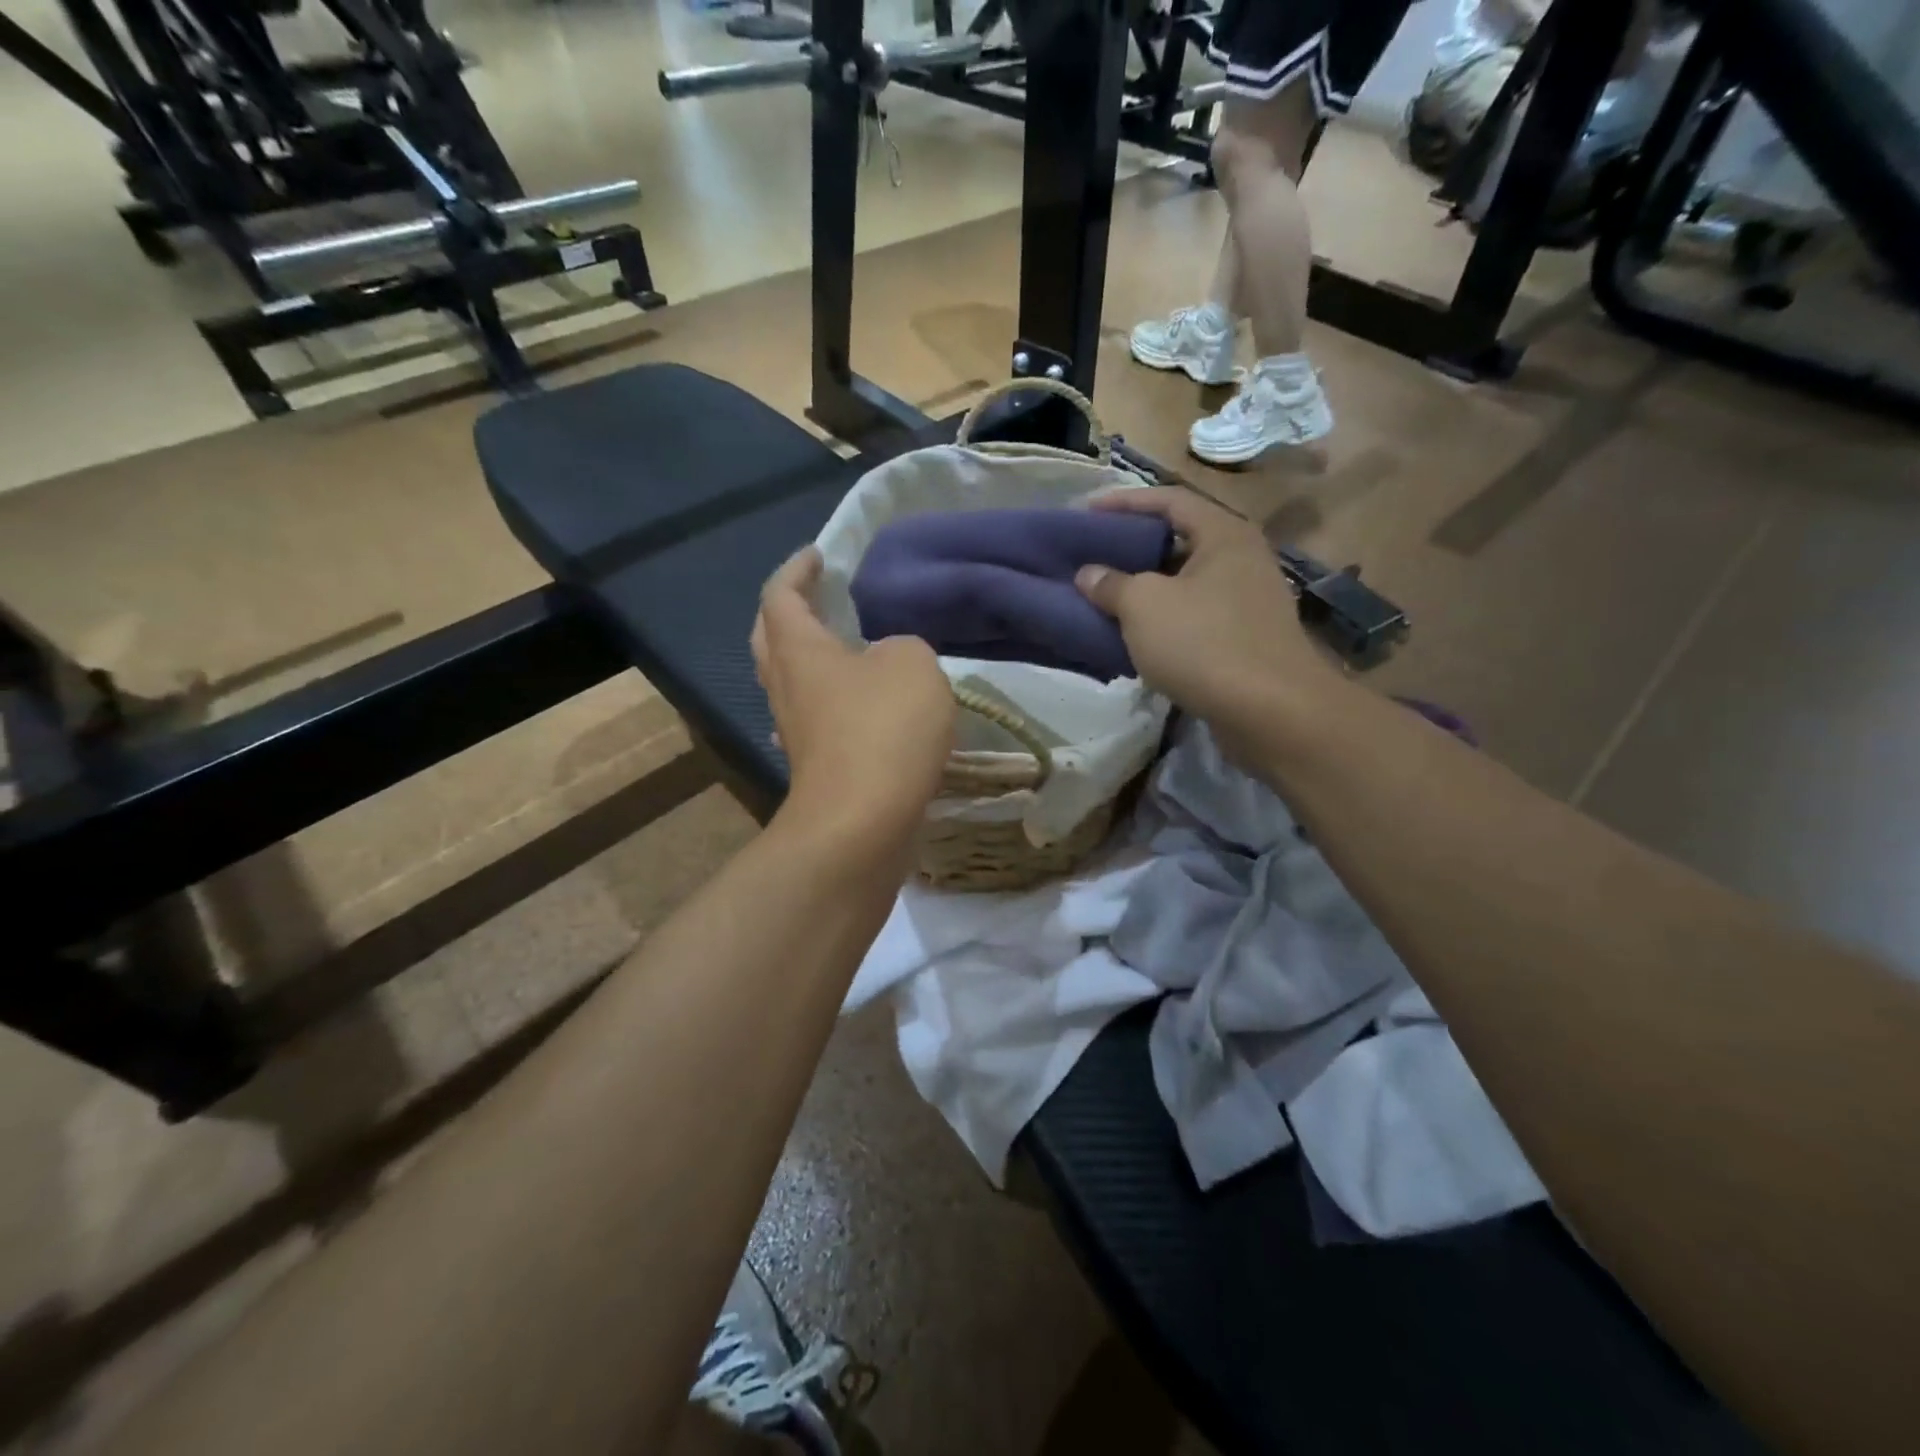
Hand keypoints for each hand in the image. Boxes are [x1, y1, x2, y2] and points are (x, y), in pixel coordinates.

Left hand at [752, 547, 955, 847]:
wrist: (863, 824)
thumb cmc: (882, 728)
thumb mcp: (912, 663)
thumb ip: (902, 647)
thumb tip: (888, 662)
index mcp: (799, 651)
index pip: (781, 596)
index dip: (798, 570)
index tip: (818, 555)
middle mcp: (786, 687)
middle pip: (770, 639)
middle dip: (789, 612)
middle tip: (819, 598)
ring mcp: (796, 732)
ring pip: (790, 682)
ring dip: (809, 660)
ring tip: (844, 650)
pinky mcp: (815, 767)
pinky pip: (812, 720)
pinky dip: (827, 703)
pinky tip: (849, 710)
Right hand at [1075, 488, 1341, 736]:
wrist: (1270, 712)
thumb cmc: (1204, 643)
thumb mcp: (1144, 606)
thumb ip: (1112, 584)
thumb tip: (1088, 574)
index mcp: (1224, 535)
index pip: (1169, 500)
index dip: (1124, 502)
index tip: (1085, 512)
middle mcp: (1241, 559)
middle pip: (1178, 540)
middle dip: (1132, 548)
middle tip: (1092, 556)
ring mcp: (1246, 602)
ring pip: (1185, 584)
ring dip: (1144, 589)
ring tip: (1104, 596)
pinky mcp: (1244, 640)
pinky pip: (1194, 618)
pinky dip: (1162, 621)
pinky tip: (1133, 636)